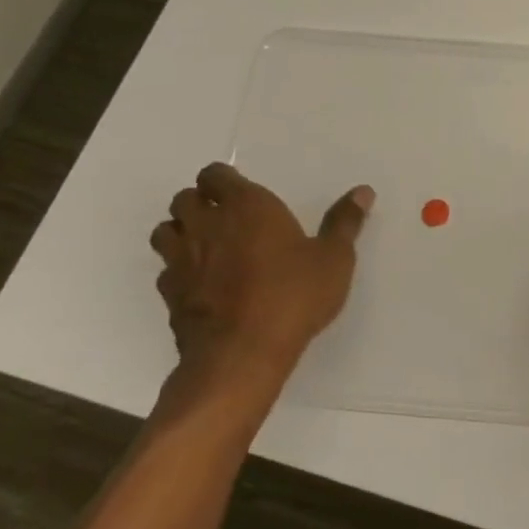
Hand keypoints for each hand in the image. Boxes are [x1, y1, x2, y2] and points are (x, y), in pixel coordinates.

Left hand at [150, 163, 373, 395]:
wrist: (242, 353)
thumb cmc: (294, 295)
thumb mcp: (334, 258)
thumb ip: (344, 222)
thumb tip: (363, 191)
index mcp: (247, 207)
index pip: (215, 175)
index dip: (224, 180)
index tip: (242, 192)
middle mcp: (207, 225)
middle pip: (184, 199)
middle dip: (201, 203)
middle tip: (228, 217)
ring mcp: (181, 260)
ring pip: (165, 231)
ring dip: (181, 232)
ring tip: (208, 244)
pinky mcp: (170, 294)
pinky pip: (166, 269)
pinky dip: (179, 269)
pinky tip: (202, 282)